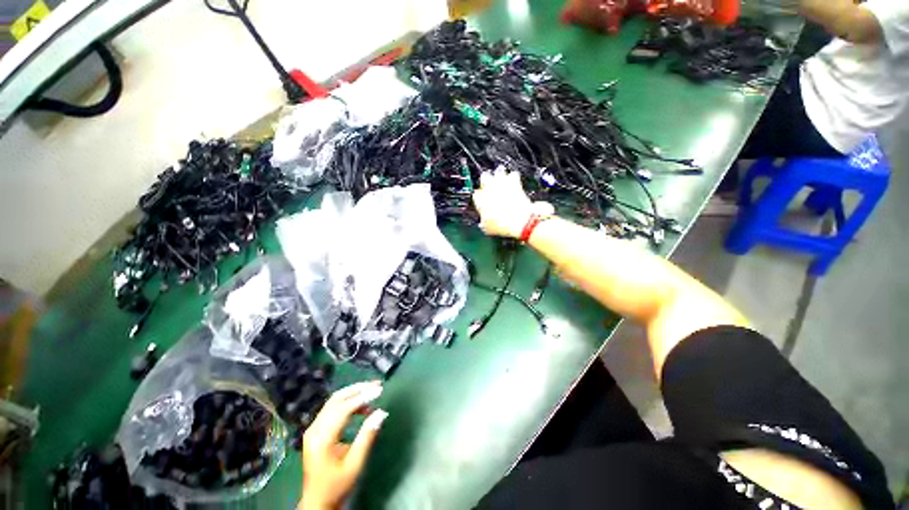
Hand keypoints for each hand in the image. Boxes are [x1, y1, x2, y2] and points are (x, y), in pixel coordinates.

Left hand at [300, 382, 387, 509]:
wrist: (317, 502)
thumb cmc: (337, 485)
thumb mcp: (355, 464)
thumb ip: (367, 436)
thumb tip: (382, 412)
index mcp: (322, 439)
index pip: (343, 409)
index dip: (362, 397)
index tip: (379, 390)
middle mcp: (315, 429)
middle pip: (336, 399)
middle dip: (358, 389)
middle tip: (376, 384)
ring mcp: (313, 428)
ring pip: (334, 401)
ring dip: (354, 393)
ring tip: (372, 392)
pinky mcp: (316, 430)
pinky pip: (333, 408)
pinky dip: (348, 402)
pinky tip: (362, 407)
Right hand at [473, 170, 553, 238]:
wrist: (519, 221)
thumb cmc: (502, 225)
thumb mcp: (487, 228)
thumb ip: (483, 222)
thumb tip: (483, 223)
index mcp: (480, 199)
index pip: (476, 194)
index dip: (479, 198)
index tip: (482, 202)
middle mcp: (489, 188)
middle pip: (484, 177)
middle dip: (486, 180)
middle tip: (490, 186)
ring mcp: (502, 184)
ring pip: (498, 172)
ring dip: (499, 175)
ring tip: (502, 180)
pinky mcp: (515, 182)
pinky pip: (513, 174)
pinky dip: (513, 177)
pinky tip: (514, 181)